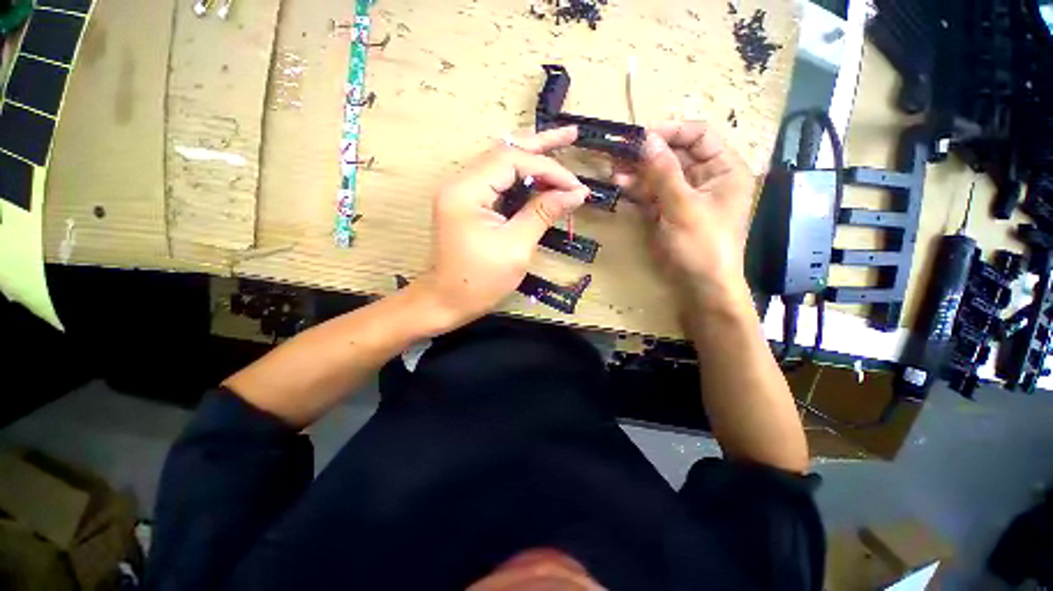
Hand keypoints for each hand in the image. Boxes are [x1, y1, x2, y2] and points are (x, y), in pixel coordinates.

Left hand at [417, 127, 588, 329]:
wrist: (446, 301)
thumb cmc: (480, 281)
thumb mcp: (516, 247)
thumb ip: (543, 213)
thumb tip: (575, 192)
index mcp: (466, 191)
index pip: (512, 161)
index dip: (547, 169)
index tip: (575, 186)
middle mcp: (460, 183)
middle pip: (503, 152)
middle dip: (539, 144)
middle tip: (571, 134)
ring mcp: (461, 192)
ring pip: (500, 164)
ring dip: (530, 157)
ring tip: (559, 146)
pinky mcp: (467, 204)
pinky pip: (496, 181)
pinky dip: (520, 177)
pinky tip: (538, 175)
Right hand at [613, 121, 756, 308]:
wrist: (701, 285)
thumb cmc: (702, 245)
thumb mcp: (684, 206)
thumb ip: (664, 172)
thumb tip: (646, 139)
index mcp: (724, 169)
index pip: (699, 135)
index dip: (671, 131)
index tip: (641, 135)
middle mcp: (706, 177)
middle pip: (675, 154)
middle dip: (648, 153)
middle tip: (619, 151)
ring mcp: (685, 195)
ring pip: (660, 174)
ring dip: (638, 171)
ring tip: (614, 168)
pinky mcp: (670, 211)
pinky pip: (653, 193)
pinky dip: (638, 189)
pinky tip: (620, 184)